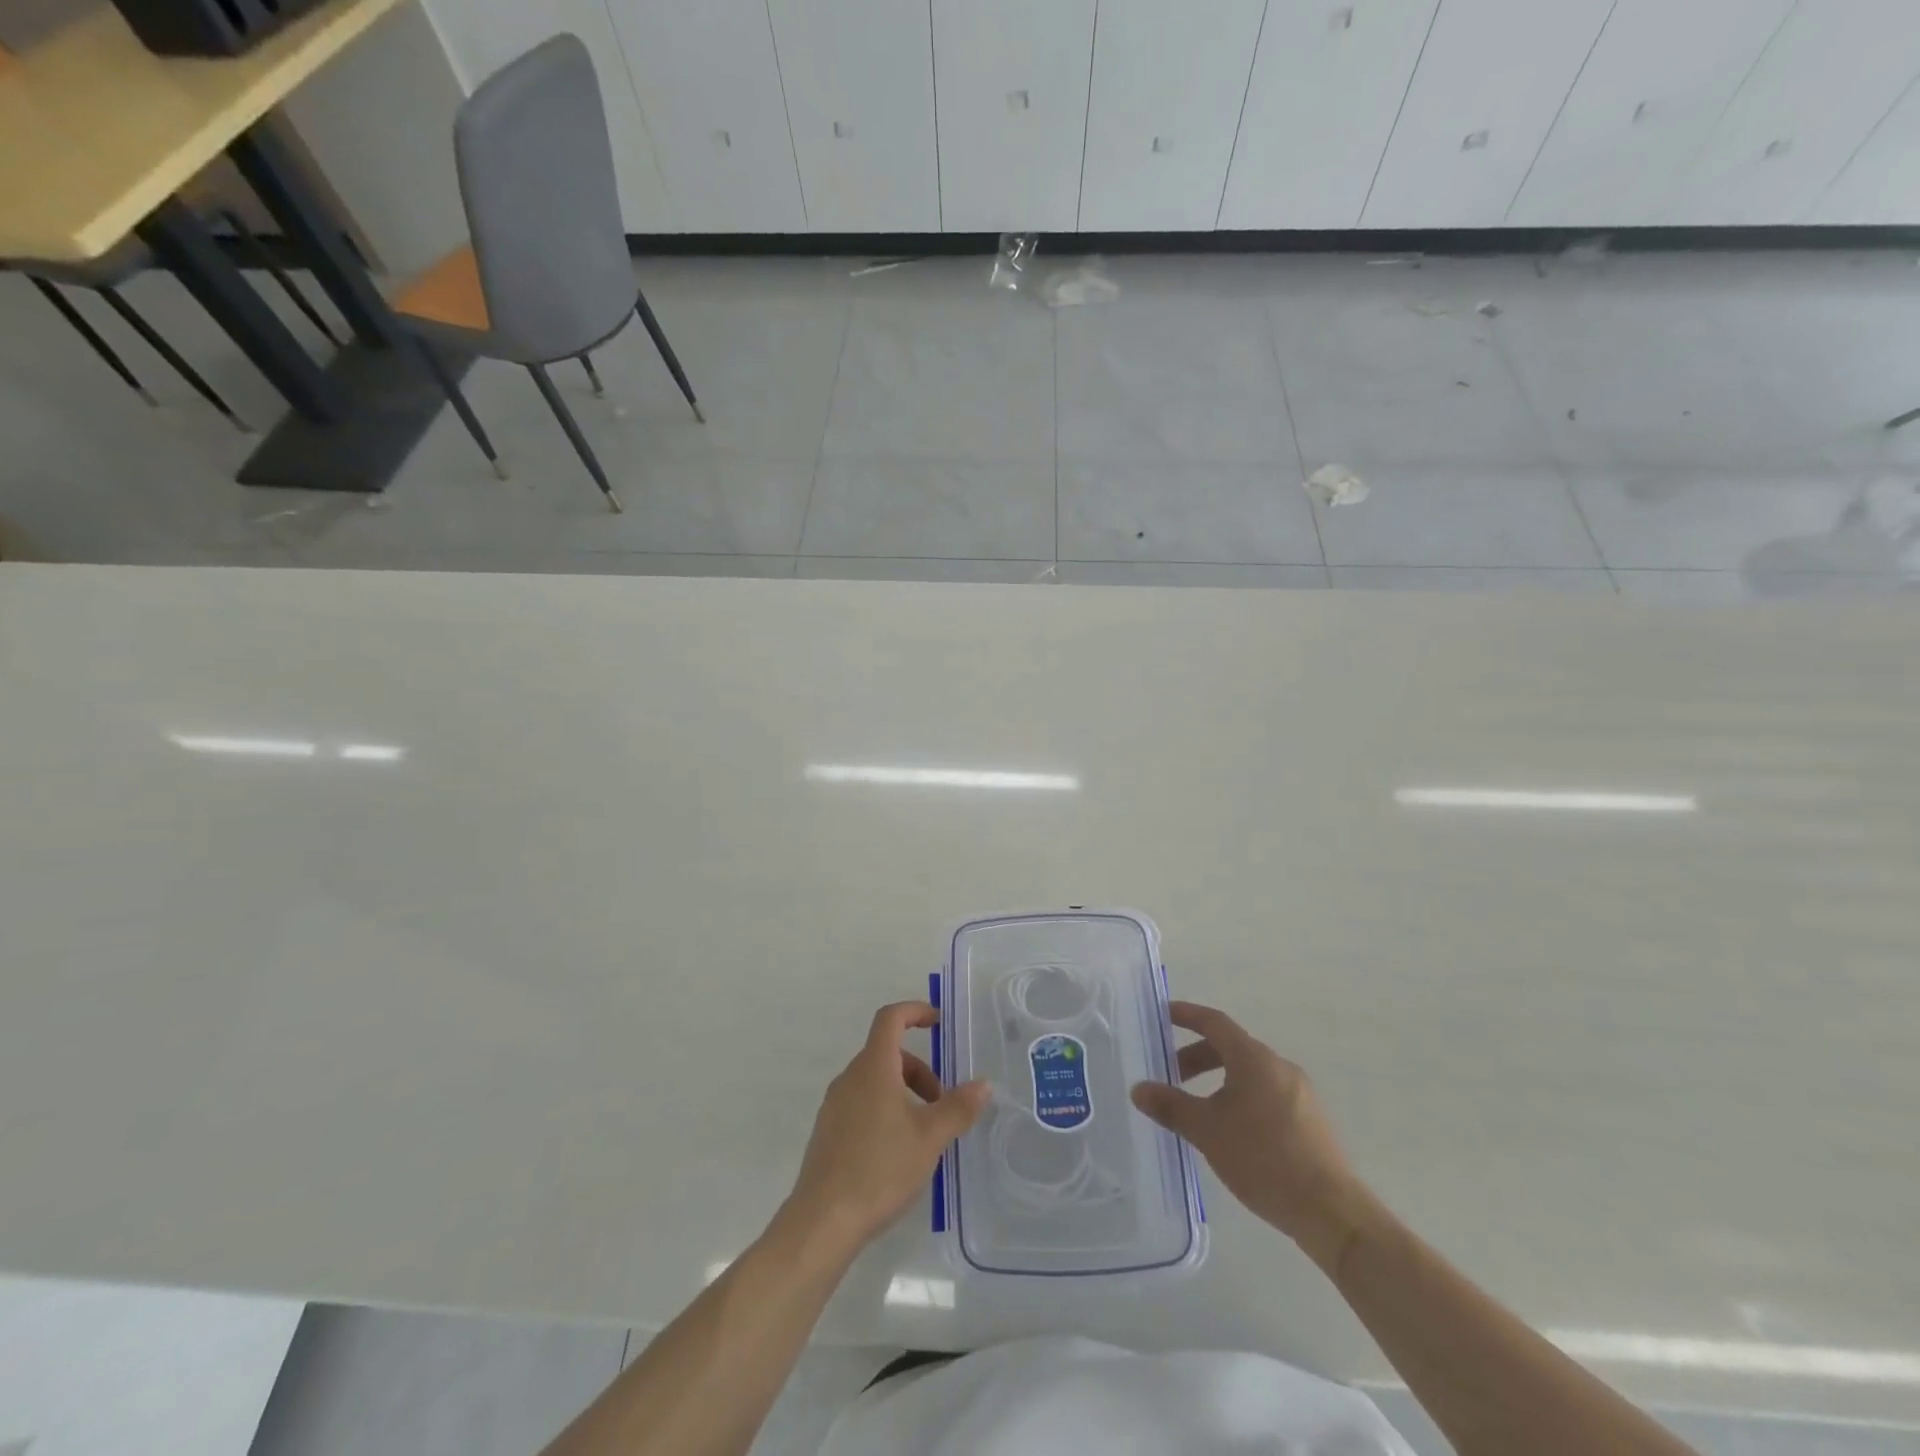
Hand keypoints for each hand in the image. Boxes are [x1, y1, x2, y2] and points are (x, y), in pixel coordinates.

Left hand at [784, 1002, 989, 1253]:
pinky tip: (898, 1153)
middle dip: (919, 1071)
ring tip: (924, 1133)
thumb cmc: (880, 1169)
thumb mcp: (930, 1138)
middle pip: (887, 1054)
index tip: (938, 1022)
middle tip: (942, 1104)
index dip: (915, 1011)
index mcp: (873, 1068)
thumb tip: (983, 1084)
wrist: (822, 1222)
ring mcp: (834, 1106)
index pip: (890, 1018)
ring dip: (904, 1093)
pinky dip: (886, 1111)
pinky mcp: (828, 1133)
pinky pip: (862, 1104)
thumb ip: (958, 1107)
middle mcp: (849, 1078)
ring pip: (875, 1082)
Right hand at [1131, 1002, 1366, 1268]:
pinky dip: (1240, 1097)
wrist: (1331, 1212)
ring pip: (1249, 1073)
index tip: (1163, 1015)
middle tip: (1171, 1075)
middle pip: (1231, 1048)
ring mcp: (1300, 1093)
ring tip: (1198, 1109)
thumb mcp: (1207, 1131)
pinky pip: (1266, 1094)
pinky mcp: (1310, 1120)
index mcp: (1254, 1059)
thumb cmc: (1264, 1159)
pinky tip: (1231, 1131)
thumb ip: (1171, 1106)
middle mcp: (1279, 1067)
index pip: (1214, 1022)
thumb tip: (1138, 1088)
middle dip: (1196, 1057)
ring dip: (1218, 1080)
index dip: (1187, 1015)